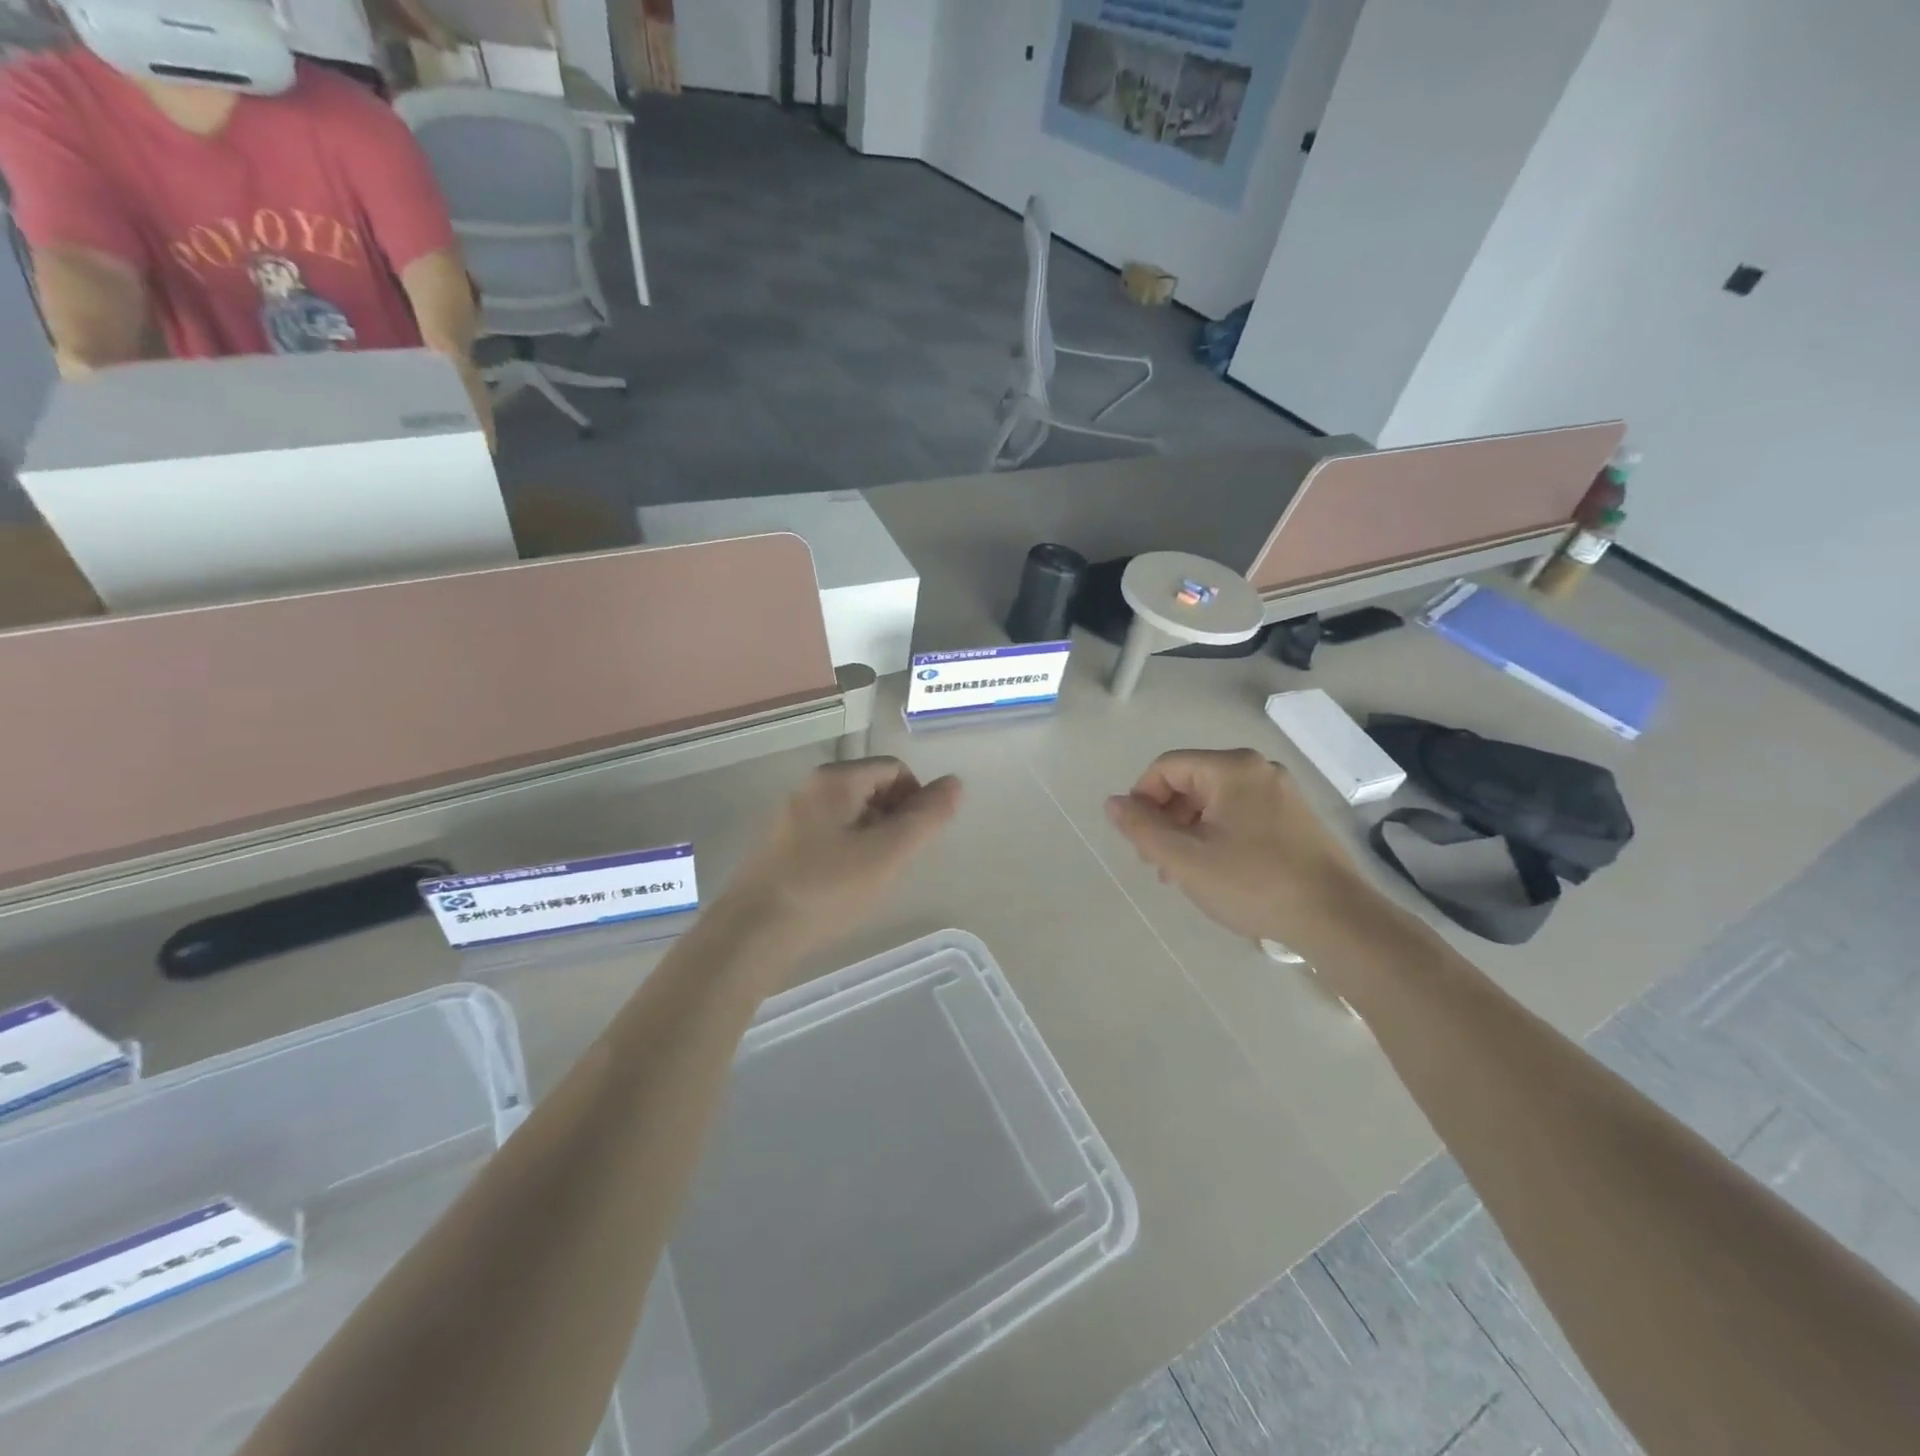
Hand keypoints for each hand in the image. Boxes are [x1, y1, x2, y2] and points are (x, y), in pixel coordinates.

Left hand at [721, 758, 961, 959]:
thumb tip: (954, 783)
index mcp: (835, 780)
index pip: (895, 769)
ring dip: (872, 840)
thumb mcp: (887, 854)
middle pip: (872, 788)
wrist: (751, 935)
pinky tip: (842, 888)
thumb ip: (925, 818)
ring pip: (851, 815)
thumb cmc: (826, 889)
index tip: (914, 842)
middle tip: (894, 863)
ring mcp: (791, 817)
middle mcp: (810, 788)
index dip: (916, 800)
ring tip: (870, 879)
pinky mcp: (781, 846)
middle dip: (894, 821)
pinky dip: (847, 853)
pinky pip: (829, 835)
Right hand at [1105, 748, 1379, 953]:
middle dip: (1165, 819)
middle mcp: (1257, 769)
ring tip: (1184, 874)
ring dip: (1189, 831)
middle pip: (1190, 782)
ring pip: (1214, 801)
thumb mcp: (1185, 859)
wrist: (1336, 919)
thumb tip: (1113, 803)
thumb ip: (1141, 828)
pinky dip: (1217, 835)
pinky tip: (1217, 871)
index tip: (1138, 841)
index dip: (1141, 799)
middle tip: (1157, 863)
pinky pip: (1240, 814)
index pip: (1166, 767)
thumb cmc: (1253, 884)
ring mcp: (1280, 792)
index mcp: (1231, 768)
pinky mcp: (1294, 817)